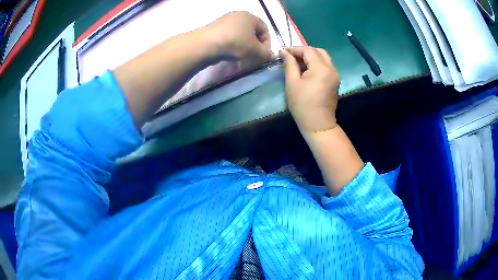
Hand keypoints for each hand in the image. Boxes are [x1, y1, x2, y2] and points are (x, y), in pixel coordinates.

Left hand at [207, 12, 272, 64]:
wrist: (206, 45)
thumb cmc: (236, 43)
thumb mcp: (256, 50)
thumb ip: (266, 54)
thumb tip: (272, 56)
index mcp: (250, 16)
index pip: (265, 30)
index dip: (267, 44)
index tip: (263, 56)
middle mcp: (238, 16)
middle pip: (252, 33)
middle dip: (255, 48)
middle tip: (253, 59)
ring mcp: (225, 22)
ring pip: (240, 37)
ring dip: (244, 49)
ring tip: (241, 61)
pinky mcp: (215, 30)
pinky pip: (229, 39)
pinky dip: (232, 48)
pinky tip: (230, 57)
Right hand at [280, 47, 339, 134]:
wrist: (318, 125)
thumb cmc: (302, 105)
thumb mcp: (292, 83)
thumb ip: (289, 64)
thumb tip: (284, 52)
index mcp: (321, 69)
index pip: (308, 50)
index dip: (295, 49)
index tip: (283, 52)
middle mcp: (331, 68)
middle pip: (318, 51)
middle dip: (304, 51)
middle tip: (292, 57)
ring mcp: (335, 75)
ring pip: (324, 57)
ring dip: (311, 57)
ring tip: (298, 64)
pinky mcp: (335, 81)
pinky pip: (326, 65)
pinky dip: (317, 63)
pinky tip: (307, 70)